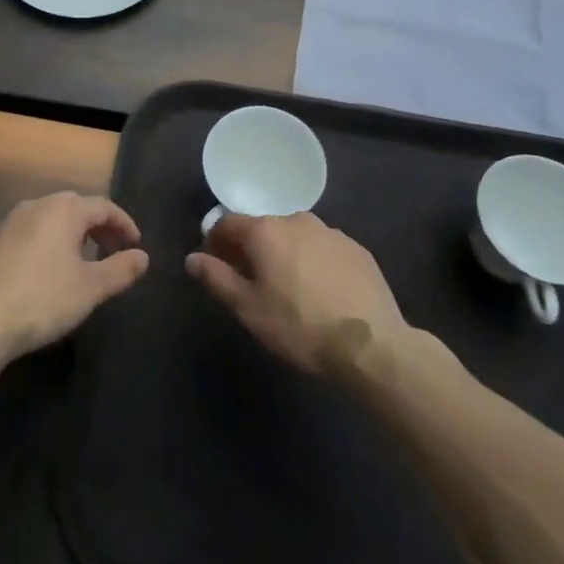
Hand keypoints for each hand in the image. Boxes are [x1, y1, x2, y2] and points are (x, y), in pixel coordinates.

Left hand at [0, 193, 149, 366]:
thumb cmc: (43, 300)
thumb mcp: (90, 288)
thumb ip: (121, 269)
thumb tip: (143, 256)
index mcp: (63, 209)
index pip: (103, 207)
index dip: (124, 224)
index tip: (135, 245)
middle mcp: (35, 205)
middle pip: (74, 208)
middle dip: (97, 227)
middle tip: (112, 251)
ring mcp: (7, 221)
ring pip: (48, 220)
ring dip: (69, 235)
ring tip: (80, 262)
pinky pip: (26, 234)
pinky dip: (43, 245)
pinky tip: (43, 272)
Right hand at [187, 213, 404, 373]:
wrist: (372, 344)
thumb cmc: (300, 325)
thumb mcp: (249, 308)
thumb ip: (216, 278)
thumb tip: (192, 259)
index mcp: (265, 230)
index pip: (228, 223)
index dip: (215, 241)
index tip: (215, 264)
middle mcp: (296, 219)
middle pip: (263, 227)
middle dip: (251, 248)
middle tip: (251, 280)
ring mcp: (330, 232)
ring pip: (295, 236)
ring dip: (284, 253)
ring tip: (289, 287)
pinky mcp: (357, 248)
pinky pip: (323, 248)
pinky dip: (313, 261)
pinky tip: (321, 291)